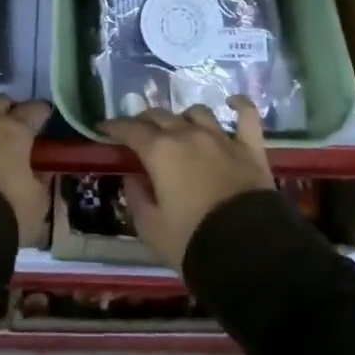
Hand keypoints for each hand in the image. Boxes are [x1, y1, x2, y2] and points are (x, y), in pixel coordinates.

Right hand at [101, 99, 275, 271]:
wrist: (248, 251)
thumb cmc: (192, 241)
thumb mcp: (152, 230)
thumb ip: (137, 200)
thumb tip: (133, 180)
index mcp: (160, 151)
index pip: (131, 130)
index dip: (115, 127)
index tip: (104, 127)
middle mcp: (188, 134)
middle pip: (161, 116)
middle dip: (146, 121)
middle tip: (139, 131)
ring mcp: (221, 137)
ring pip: (197, 112)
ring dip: (184, 117)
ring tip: (180, 126)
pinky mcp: (250, 147)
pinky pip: (246, 115)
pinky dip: (239, 106)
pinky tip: (232, 103)